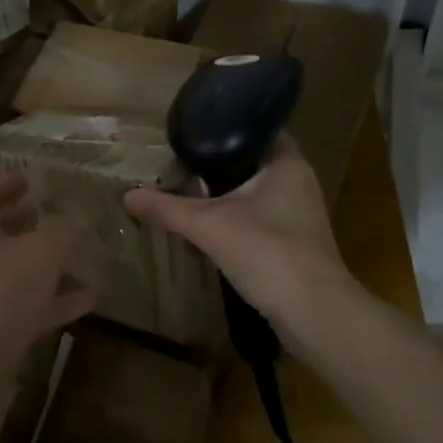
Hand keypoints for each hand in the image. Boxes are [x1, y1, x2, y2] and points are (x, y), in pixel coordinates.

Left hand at [0, 173, 97, 373]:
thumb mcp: (41, 252)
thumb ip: (64, 232)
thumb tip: (80, 221)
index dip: (8, 183)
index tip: (32, 178)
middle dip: (28, 222)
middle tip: (58, 214)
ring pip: (17, 271)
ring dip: (49, 264)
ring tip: (85, 256)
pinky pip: (28, 307)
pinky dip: (55, 300)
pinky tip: (89, 300)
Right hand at [124, 135, 353, 336]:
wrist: (315, 315)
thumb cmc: (267, 252)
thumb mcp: (208, 225)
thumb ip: (167, 208)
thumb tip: (127, 195)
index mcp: (286, 161)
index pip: (253, 128)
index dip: (222, 127)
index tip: (190, 130)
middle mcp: (298, 180)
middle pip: (251, 160)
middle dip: (217, 162)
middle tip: (179, 159)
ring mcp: (301, 213)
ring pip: (256, 191)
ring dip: (226, 192)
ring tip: (187, 187)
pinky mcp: (297, 242)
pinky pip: (261, 217)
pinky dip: (237, 216)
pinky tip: (210, 224)